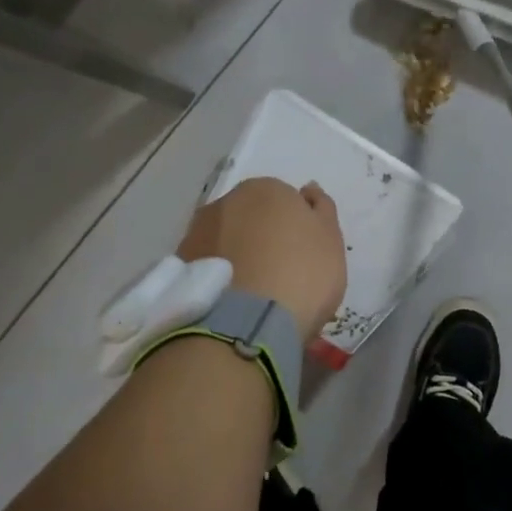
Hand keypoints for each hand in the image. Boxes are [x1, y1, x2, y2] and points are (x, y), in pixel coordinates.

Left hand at [179, 178, 346, 341]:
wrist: (246, 322)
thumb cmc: (301, 275)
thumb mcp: (331, 242)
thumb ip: (322, 210)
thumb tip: (308, 190)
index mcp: (267, 189)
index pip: (285, 202)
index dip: (296, 230)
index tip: (302, 257)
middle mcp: (227, 201)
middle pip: (251, 217)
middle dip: (262, 238)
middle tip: (279, 275)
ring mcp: (198, 231)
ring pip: (226, 240)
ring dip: (238, 257)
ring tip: (253, 294)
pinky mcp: (180, 264)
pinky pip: (208, 266)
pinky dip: (219, 277)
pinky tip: (231, 302)